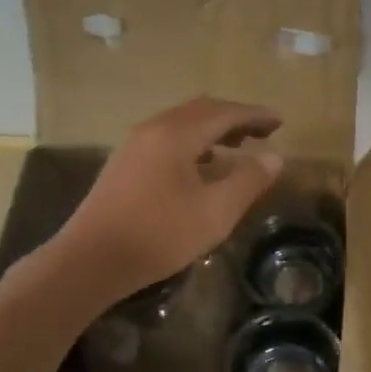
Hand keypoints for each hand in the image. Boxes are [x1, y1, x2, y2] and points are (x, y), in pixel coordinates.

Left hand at [51, 96, 284, 305]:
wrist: (90, 261)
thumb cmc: (159, 235)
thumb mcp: (215, 211)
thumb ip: (248, 180)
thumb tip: (274, 157)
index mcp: (176, 134)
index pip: (224, 112)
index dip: (255, 115)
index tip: (280, 121)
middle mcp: (153, 129)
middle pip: (201, 110)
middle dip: (234, 117)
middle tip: (262, 131)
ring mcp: (134, 145)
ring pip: (181, 123)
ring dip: (213, 129)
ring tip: (238, 145)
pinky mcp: (124, 164)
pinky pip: (167, 138)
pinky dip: (193, 142)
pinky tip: (202, 165)